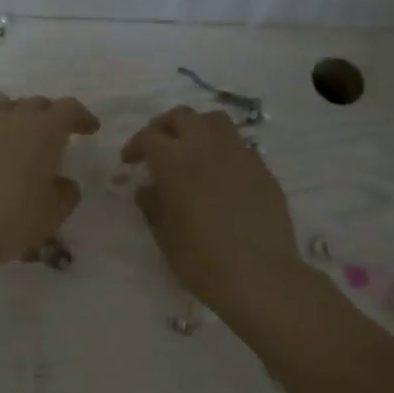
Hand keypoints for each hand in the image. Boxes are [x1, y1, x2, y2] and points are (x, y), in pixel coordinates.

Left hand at [0, 93, 99, 279]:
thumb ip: (66, 193)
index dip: (81, 116)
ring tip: (22, 139)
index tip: (90, 129)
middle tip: (58, 136)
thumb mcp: (53, 213)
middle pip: (35, 103)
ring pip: (3, 108)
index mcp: (43, 130)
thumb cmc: (12, 219)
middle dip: (50, 115)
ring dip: (17, 117)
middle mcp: (11, 120)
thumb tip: (63, 183)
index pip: (68, 108)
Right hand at [123, 105, 305, 317]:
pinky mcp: (263, 170)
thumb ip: (152, 205)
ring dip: (198, 128)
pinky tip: (220, 174)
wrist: (259, 275)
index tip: (130, 162)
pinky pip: (239, 146)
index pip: (150, 136)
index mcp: (175, 162)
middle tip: (158, 146)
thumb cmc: (201, 259)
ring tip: (191, 150)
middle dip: (165, 126)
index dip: (136, 145)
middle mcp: (207, 148)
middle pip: (183, 116)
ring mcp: (240, 155)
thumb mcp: (164, 235)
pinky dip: (223, 150)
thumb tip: (148, 189)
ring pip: (216, 121)